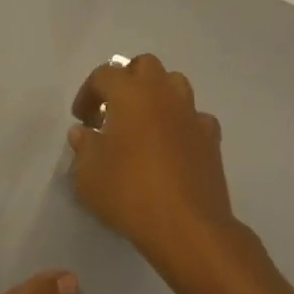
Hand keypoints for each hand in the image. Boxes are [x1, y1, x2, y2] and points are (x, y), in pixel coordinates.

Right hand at [68, 53, 241, 281]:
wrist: (188, 227)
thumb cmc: (130, 193)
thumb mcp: (89, 175)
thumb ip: (83, 148)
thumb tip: (84, 133)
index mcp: (130, 92)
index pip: (104, 74)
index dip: (88, 93)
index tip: (81, 119)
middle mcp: (162, 92)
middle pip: (144, 66)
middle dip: (127, 80)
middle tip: (115, 109)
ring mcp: (191, 113)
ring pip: (174, 84)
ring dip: (158, 95)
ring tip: (145, 123)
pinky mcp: (211, 138)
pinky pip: (195, 117)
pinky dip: (183, 124)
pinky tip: (174, 146)